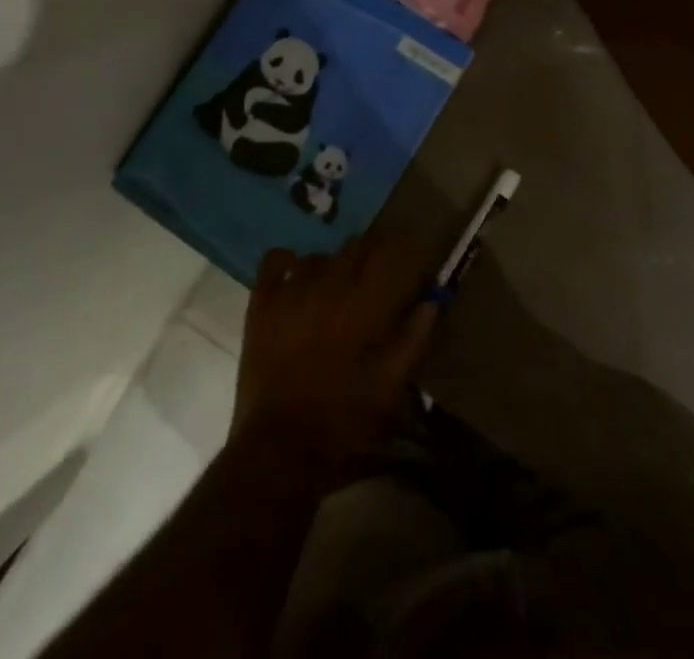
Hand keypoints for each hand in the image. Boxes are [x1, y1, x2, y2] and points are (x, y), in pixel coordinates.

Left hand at [233, 235, 436, 476]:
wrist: (280, 446)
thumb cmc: (342, 420)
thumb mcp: (388, 386)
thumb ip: (412, 340)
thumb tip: (431, 302)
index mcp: (362, 306)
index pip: (387, 255)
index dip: (400, 249)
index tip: (407, 256)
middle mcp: (328, 287)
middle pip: (354, 248)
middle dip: (369, 255)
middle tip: (374, 276)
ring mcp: (290, 291)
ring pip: (318, 256)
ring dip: (331, 264)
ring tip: (335, 285)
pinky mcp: (262, 303)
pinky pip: (274, 260)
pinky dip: (287, 260)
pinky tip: (294, 274)